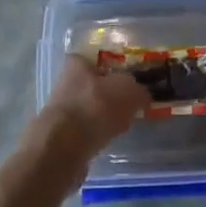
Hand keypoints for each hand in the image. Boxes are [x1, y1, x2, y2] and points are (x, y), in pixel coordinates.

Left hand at [34, 54, 151, 167]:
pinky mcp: (62, 134)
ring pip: (93, 108)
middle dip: (115, 95)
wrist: (63, 148)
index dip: (119, 67)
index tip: (135, 81)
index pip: (101, 58)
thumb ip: (139, 90)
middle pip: (98, 84)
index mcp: (77, 62)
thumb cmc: (95, 107)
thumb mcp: (127, 91)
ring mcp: (63, 108)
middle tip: (134, 104)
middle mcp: (66, 81)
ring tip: (125, 124)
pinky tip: (110, 139)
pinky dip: (99, 133)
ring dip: (107, 116)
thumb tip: (143, 96)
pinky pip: (88, 129)